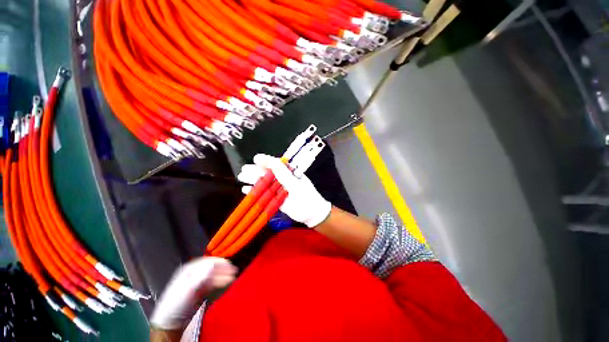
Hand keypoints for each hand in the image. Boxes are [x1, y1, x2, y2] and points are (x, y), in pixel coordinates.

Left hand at [150, 257, 235, 329]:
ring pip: (213, 275)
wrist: (170, 321)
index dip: (218, 262)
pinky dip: (219, 282)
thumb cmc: (175, 304)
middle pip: (211, 268)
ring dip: (223, 276)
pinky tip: (226, 283)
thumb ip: (199, 277)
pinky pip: (212, 283)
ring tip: (232, 278)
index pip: (207, 261)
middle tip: (234, 271)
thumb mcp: (186, 290)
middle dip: (223, 269)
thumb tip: (212, 265)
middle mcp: (194, 273)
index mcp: (189, 269)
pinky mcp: (200, 289)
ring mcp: (197, 281)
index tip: (229, 264)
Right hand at [238, 154, 331, 227]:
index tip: (256, 159)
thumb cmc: (306, 198)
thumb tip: (272, 160)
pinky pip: (265, 193)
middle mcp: (284, 179)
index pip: (277, 164)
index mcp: (290, 173)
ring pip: (265, 183)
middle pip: (268, 173)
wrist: (312, 215)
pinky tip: (246, 190)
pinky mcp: (277, 198)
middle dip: (255, 171)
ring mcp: (280, 189)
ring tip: (241, 178)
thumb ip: (283, 174)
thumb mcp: (295, 185)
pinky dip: (256, 192)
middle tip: (243, 170)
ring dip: (253, 180)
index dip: (266, 161)